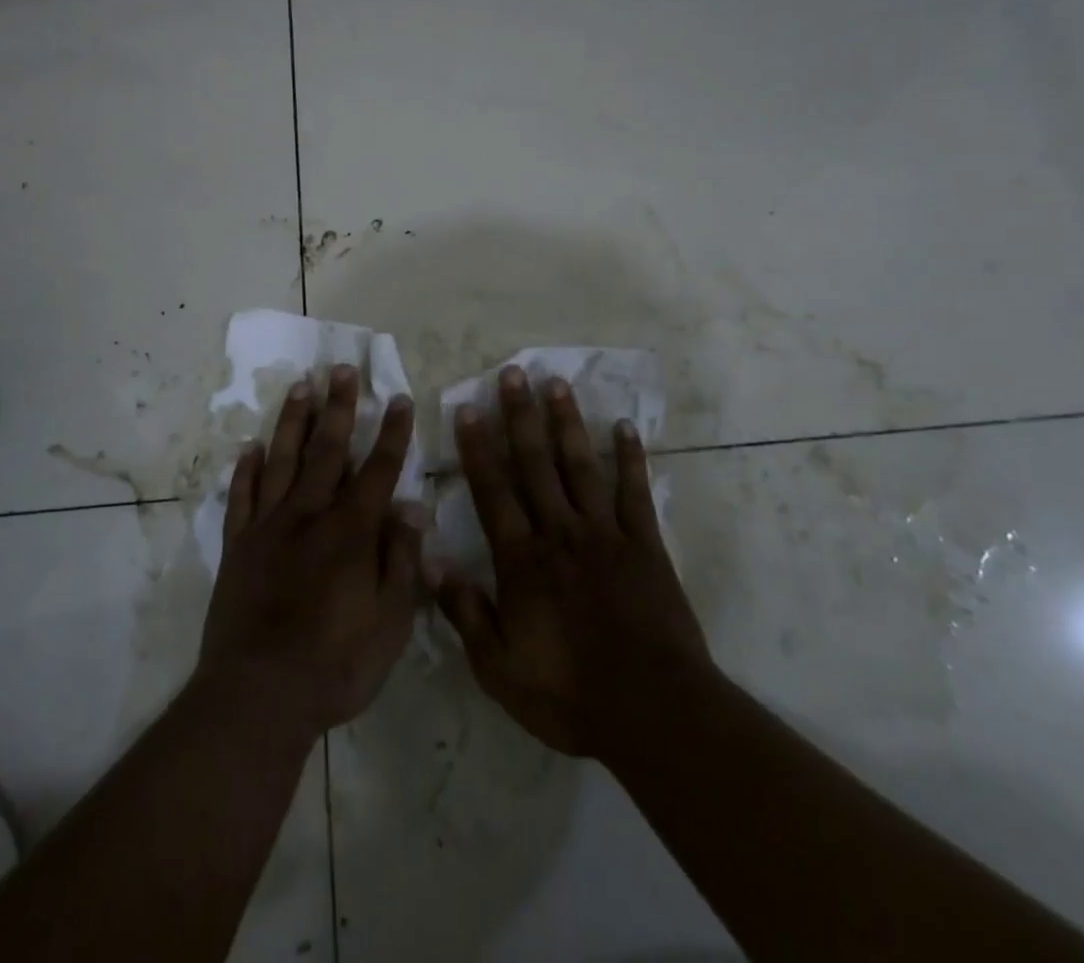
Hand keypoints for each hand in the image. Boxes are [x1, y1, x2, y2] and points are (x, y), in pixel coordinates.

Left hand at [194, 366, 422, 745]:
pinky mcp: (238, 546)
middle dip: (339, 407)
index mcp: (351, 531)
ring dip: (293, 421)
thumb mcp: (390, 622)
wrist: (258, 695)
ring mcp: (268, 527)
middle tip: (341, 369)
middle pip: (327, 450)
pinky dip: (246, 470)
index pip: (378, 469)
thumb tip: (412, 506)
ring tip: (301, 386)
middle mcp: (309, 515)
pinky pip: (241, 497)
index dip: (392, 433)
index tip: (399, 398)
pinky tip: (251, 447)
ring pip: (282, 460)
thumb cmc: (336, 664)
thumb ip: (401, 559)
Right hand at [435, 366, 722, 763]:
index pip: (493, 491)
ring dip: (567, 423)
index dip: (478, 448)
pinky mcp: (645, 544)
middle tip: (513, 373)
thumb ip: (465, 611)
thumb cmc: (568, 693)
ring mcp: (605, 534)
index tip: (469, 408)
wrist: (652, 711)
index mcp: (522, 559)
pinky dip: (631, 458)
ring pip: (580, 466)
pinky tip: (626, 427)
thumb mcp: (499, 667)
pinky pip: (635, 492)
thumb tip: (431, 561)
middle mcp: (560, 532)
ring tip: (557, 383)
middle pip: (536, 464)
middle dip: (521, 417)